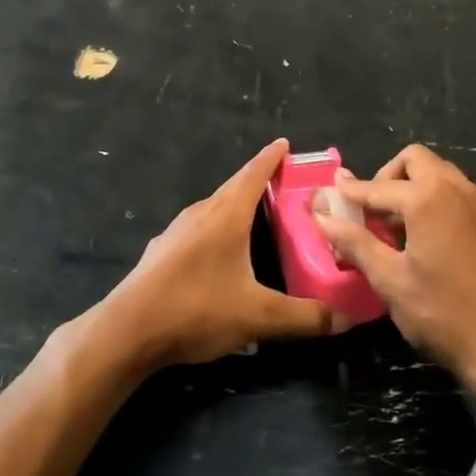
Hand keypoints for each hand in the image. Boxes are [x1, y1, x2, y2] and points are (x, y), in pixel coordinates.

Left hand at [96, 139, 345, 368]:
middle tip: (286, 188)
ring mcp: (176, 232)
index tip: (285, 144)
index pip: (253, 173)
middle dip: (259, 184)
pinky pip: (197, 232)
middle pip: (234, 189)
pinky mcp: (161, 253)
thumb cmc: (197, 310)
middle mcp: (200, 214)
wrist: (127, 332)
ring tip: (260, 222)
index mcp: (225, 215)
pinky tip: (223, 259)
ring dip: (236, 209)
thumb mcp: (258, 317)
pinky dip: (217, 232)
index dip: (272, 158)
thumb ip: (305, 317)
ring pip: (214, 211)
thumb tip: (347, 319)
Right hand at [311, 145, 475, 388]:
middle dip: (386, 177)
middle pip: (414, 160)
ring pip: (439, 174)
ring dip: (411, 187)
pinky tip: (423, 240)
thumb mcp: (390, 280)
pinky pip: (456, 194)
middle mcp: (456, 189)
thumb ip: (354, 242)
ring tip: (393, 227)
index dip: (348, 192)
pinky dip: (434, 201)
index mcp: (428, 198)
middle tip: (370, 211)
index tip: (328, 194)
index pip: (376, 186)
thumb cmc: (443, 314)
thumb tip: (322, 216)